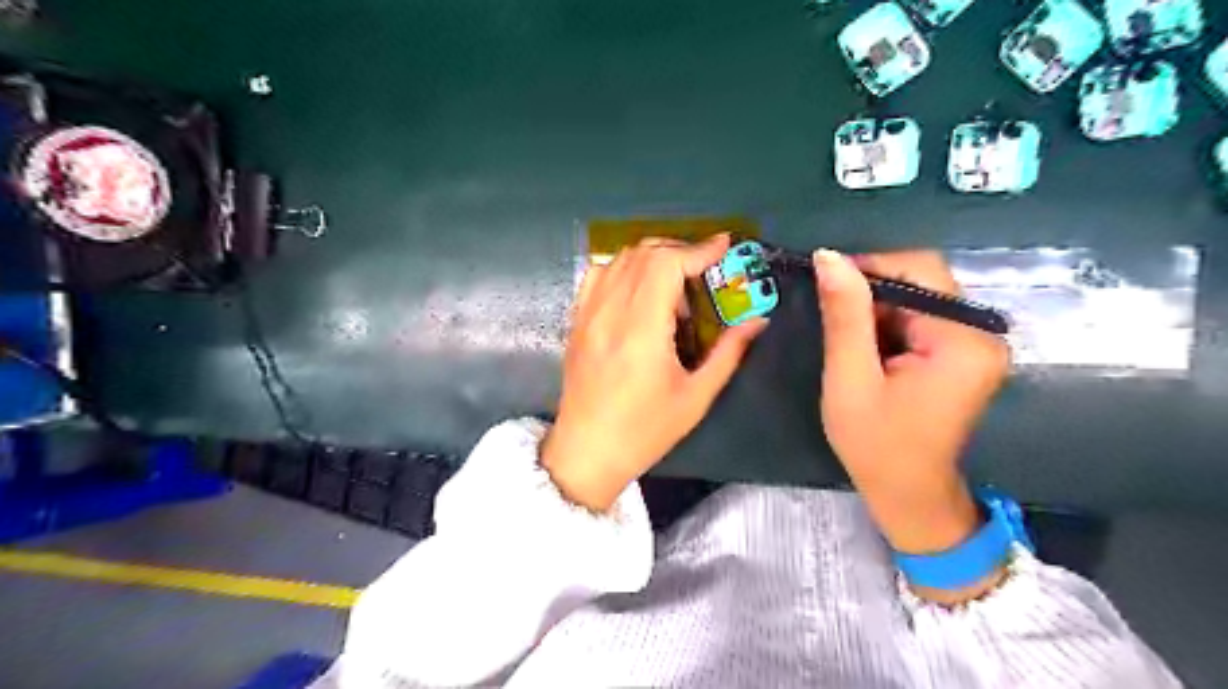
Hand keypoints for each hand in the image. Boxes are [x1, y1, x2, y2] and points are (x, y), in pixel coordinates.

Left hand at [537, 236, 763, 511]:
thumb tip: (758, 320)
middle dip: (680, 251)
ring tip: (674, 285)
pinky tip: (639, 290)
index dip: (698, 249)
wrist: (587, 450)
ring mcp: (588, 314)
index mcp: (642, 331)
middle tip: (704, 270)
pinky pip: (598, 274)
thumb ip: (729, 353)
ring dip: (653, 258)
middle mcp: (610, 312)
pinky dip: (623, 268)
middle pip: (644, 253)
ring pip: (620, 259)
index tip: (723, 246)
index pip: (667, 265)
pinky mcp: (576, 320)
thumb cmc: (645, 431)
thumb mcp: (696, 397)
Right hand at [814, 249, 1008, 593]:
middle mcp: (980, 333)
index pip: (919, 270)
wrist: (908, 495)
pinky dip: (887, 323)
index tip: (824, 280)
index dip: (869, 265)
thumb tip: (829, 257)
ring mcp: (974, 343)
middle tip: (829, 312)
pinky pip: (920, 318)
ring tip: (845, 337)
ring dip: (876, 308)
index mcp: (962, 340)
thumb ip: (844, 316)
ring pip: (917, 297)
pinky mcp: (961, 354)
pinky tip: (864, 348)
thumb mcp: (849, 379)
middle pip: (922, 280)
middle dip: (871, 290)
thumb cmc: (876, 445)